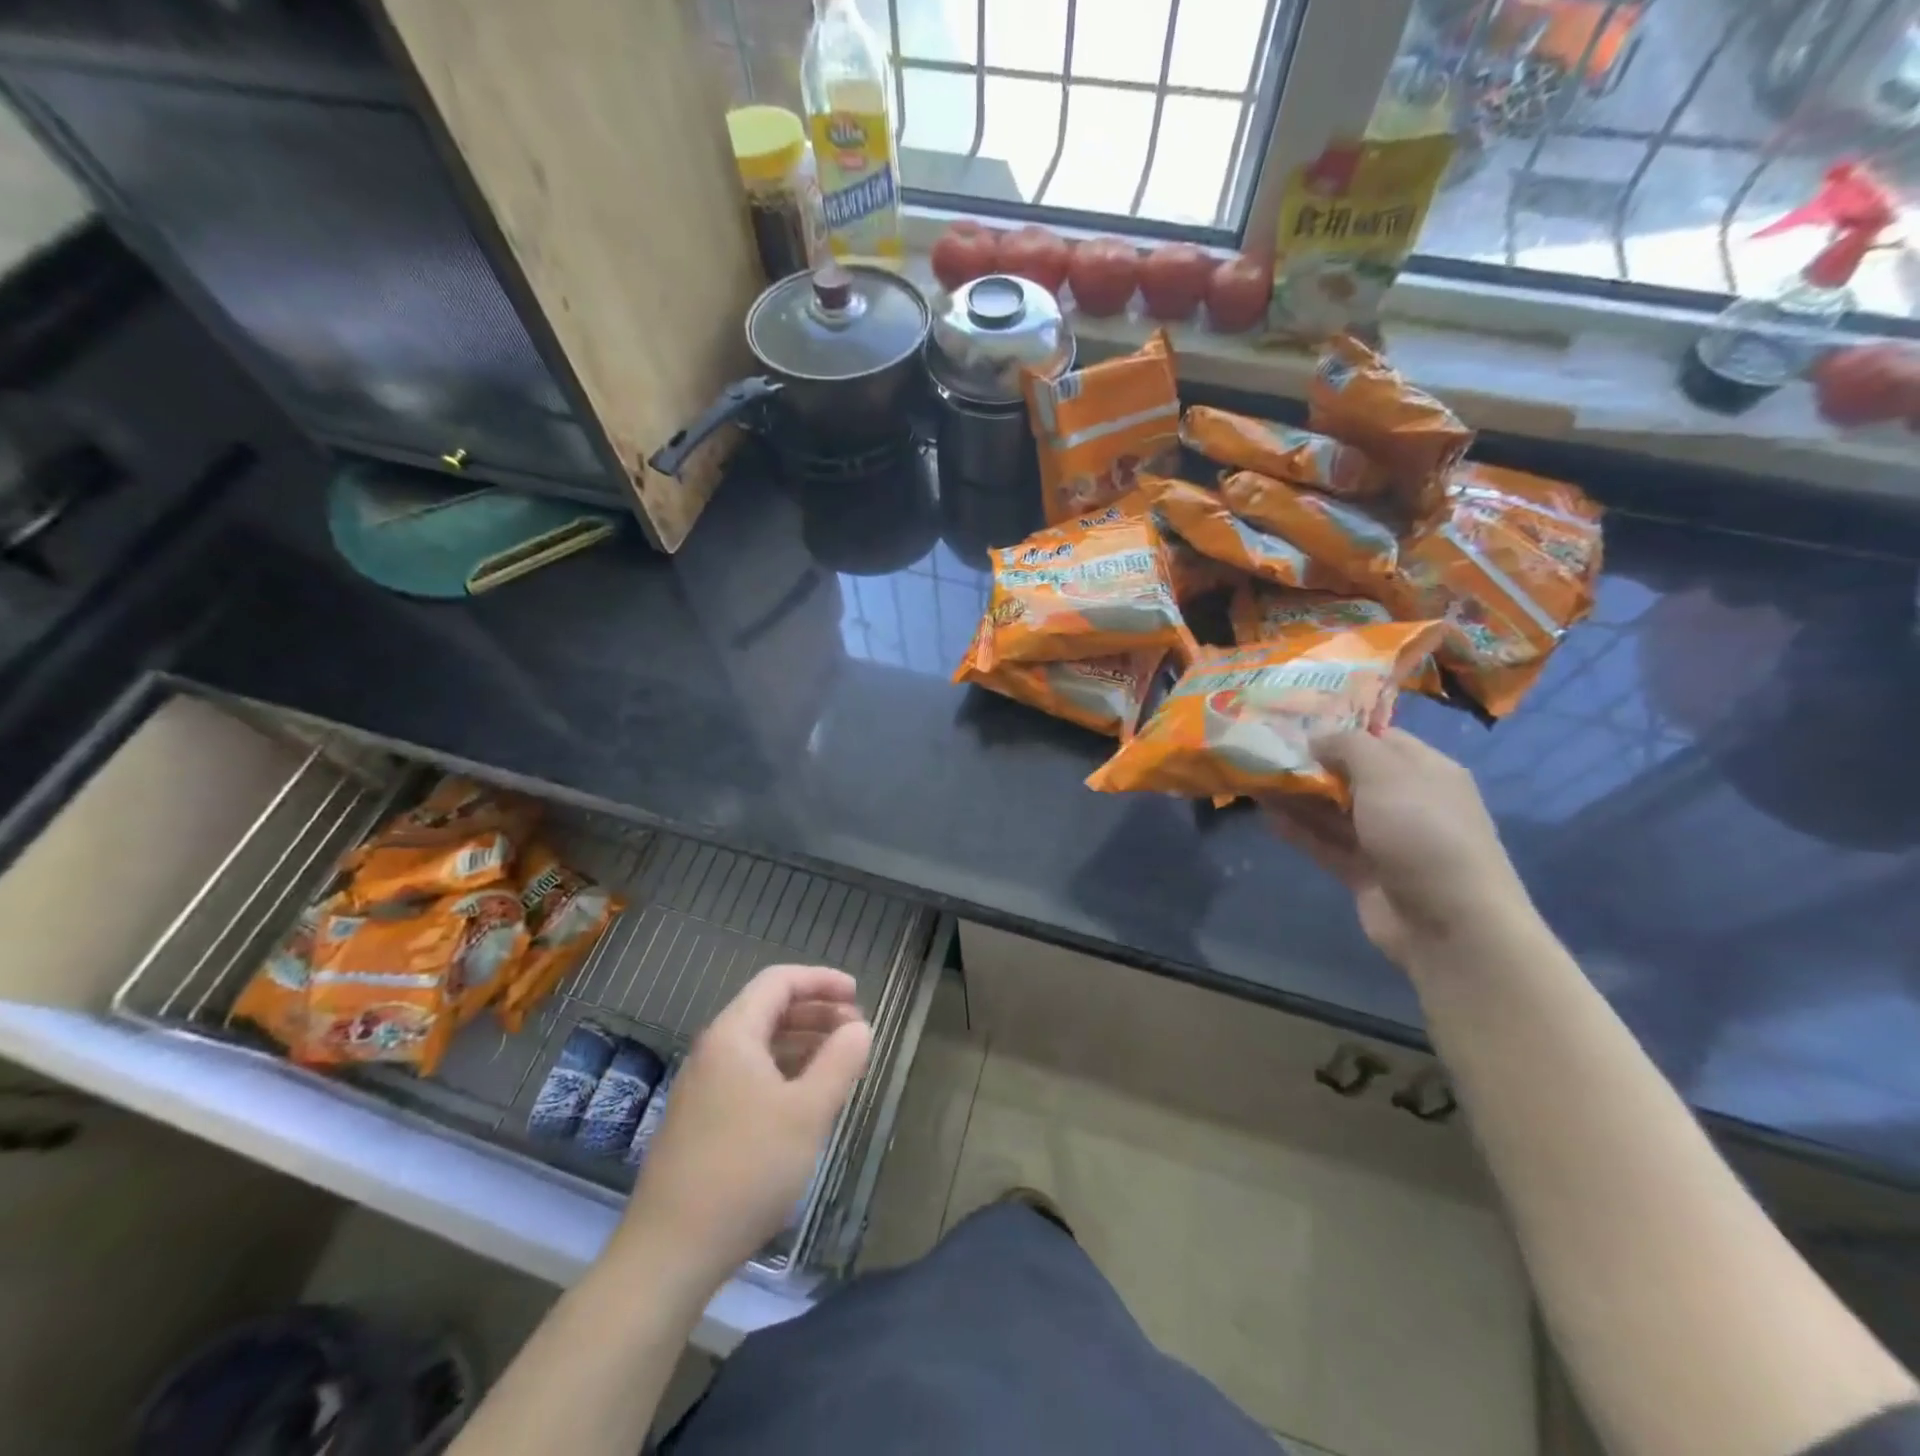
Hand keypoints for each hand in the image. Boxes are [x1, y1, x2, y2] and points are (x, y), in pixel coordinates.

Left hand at [623, 964, 871, 1286]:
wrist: (669, 1252)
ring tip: (840, 1063)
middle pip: (769, 1010)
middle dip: (816, 1012)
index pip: (779, 981)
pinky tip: (805, 1099)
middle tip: (856, 1031)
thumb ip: (839, 1062)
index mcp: (734, 1035)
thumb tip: (860, 1029)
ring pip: (760, 1045)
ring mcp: (702, 1087)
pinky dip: (784, 1072)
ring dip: (802, 1043)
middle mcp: (713, 1051)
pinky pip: (749, 1075)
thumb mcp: (808, 1113)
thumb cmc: (747, 1170)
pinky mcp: (700, 1121)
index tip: (858, 994)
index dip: (822, 980)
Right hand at [1271, 729, 1530, 968]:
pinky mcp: (1364, 872)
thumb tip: (1316, 736)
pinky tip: (1266, 816)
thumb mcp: (1386, 774)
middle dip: (1310, 764)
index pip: (1380, 739)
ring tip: (1253, 781)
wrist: (1451, 924)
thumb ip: (1348, 746)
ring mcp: (1385, 840)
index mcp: (1426, 771)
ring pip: (1333, 810)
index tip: (1293, 725)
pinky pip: (1326, 843)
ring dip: (1297, 797)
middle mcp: (1407, 802)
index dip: (1339, 730)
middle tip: (1264, 752)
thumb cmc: (1423, 832)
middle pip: (1351, 775)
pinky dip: (1298, 830)